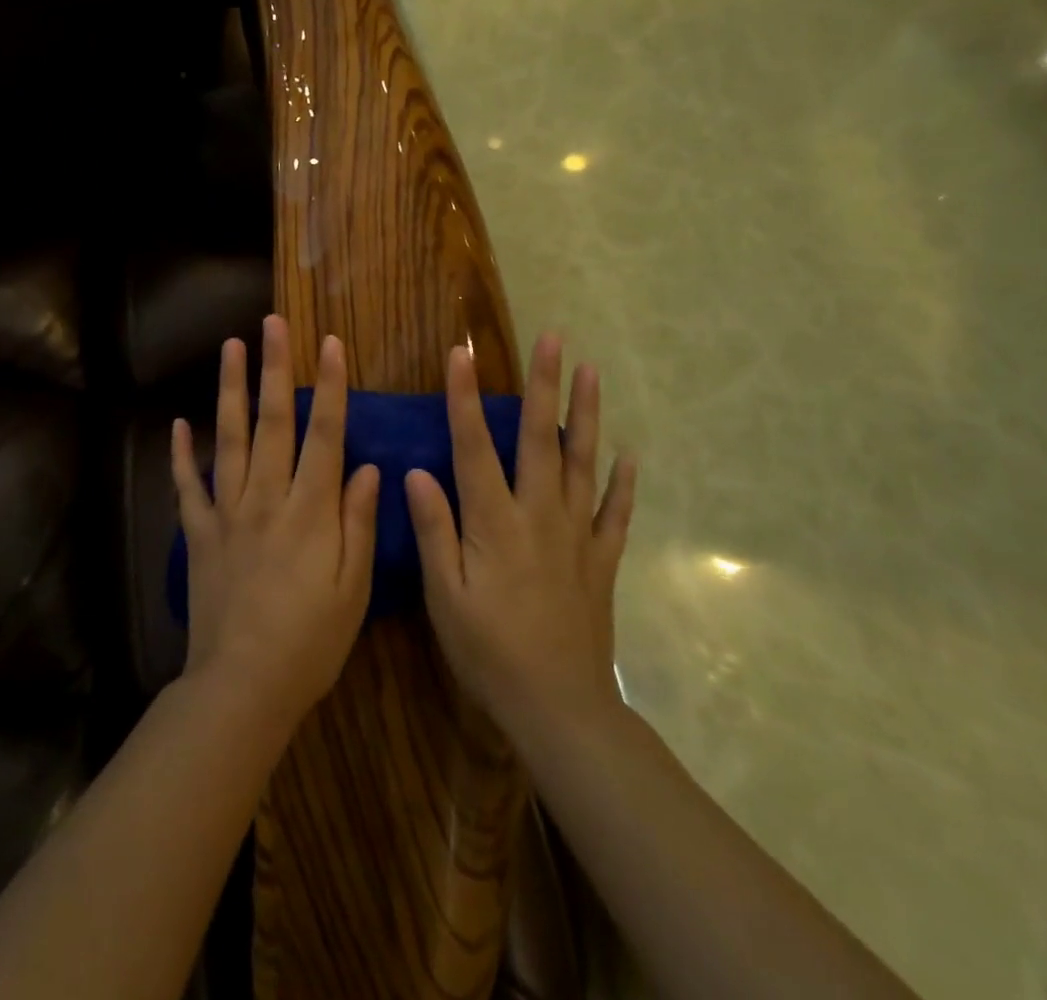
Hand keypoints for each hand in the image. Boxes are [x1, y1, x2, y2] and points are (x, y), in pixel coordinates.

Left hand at [171, 316, 380, 730]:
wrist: (243, 686)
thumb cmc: (310, 642)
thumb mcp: (353, 588)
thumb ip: (358, 522)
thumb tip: (366, 466)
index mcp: (310, 510)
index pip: (324, 434)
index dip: (331, 386)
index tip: (332, 344)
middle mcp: (266, 498)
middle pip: (273, 422)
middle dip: (274, 368)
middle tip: (272, 323)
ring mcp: (227, 512)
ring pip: (228, 439)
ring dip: (230, 390)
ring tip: (230, 347)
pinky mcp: (198, 534)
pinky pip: (187, 487)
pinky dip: (182, 454)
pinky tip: (179, 423)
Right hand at [405, 335, 635, 732]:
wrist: (559, 708)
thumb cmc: (489, 652)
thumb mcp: (444, 597)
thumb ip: (435, 531)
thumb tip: (417, 472)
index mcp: (494, 522)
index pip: (474, 446)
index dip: (465, 398)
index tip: (461, 354)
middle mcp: (539, 515)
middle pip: (541, 438)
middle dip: (545, 384)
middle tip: (554, 338)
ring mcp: (577, 535)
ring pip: (583, 463)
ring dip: (588, 414)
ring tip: (592, 372)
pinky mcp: (601, 561)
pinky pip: (616, 514)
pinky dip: (623, 483)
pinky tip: (628, 455)